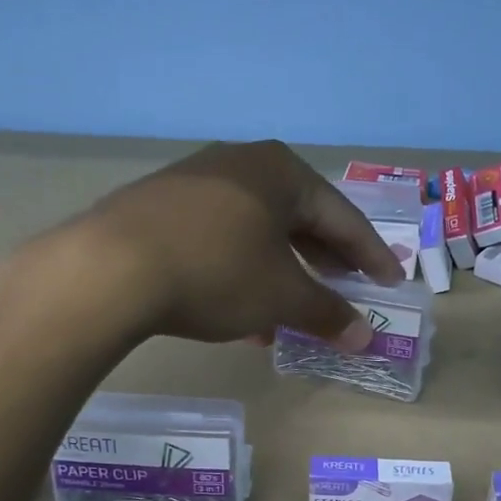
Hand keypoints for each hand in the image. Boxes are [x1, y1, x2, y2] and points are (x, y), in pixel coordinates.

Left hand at [72, 140, 403, 347]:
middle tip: (345, 288)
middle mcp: (239, 163)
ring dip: (279, 272)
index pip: (341, 216)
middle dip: (323, 260)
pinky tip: (239, 312)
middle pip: (297, 217)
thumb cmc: (217, 272)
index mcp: (280, 171)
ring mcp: (193, 181)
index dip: (370, 254)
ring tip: (291, 312)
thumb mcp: (281, 297)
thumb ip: (327, 313)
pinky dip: (239, 271)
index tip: (390, 282)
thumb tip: (364, 337)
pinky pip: (217, 238)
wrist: (110, 268)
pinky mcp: (158, 206)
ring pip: (255, 231)